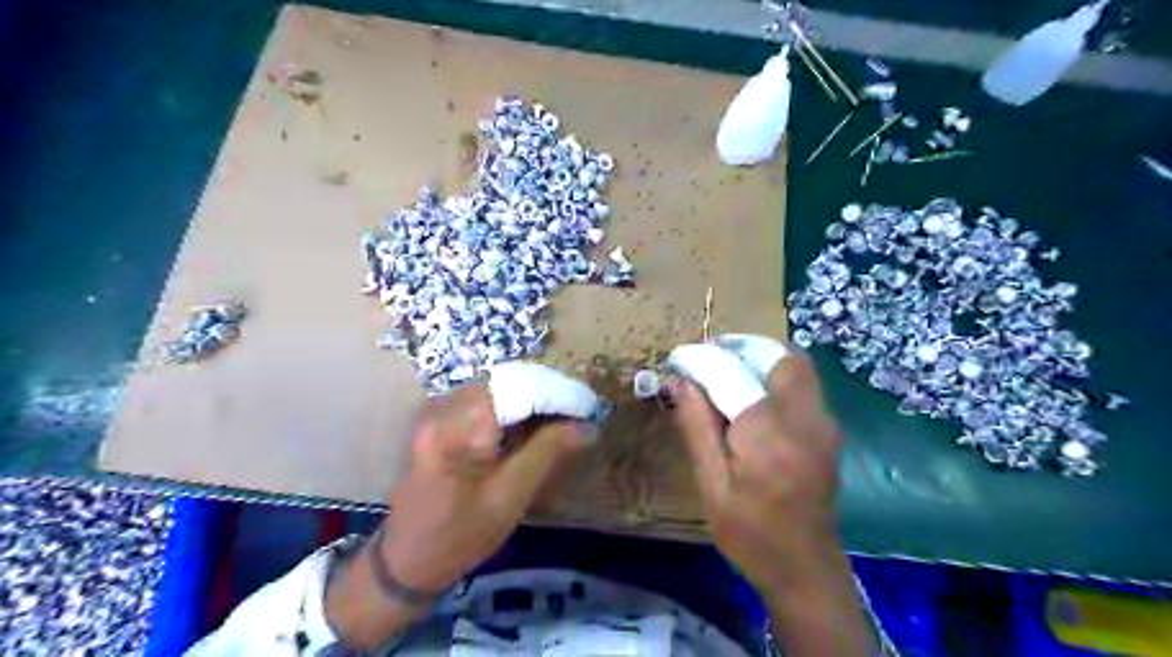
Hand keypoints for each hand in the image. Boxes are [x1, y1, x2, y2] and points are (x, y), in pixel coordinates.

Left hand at [328, 363, 604, 651]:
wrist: (407, 562)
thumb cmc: (460, 536)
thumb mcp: (510, 497)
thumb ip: (547, 452)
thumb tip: (586, 425)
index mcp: (458, 428)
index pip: (517, 388)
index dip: (556, 392)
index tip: (587, 407)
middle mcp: (443, 409)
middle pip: (505, 381)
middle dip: (545, 392)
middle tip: (576, 412)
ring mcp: (437, 413)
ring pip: (495, 387)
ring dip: (530, 397)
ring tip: (560, 417)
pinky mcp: (439, 422)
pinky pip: (482, 400)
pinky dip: (511, 406)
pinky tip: (530, 425)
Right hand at [663, 337, 837, 588]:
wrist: (805, 571)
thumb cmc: (750, 534)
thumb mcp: (712, 484)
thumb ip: (697, 427)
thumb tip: (680, 382)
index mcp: (769, 432)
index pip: (734, 372)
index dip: (704, 359)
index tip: (680, 360)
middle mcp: (806, 418)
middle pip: (783, 357)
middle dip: (745, 349)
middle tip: (711, 360)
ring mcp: (824, 425)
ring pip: (799, 369)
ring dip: (762, 361)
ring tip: (726, 376)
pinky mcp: (829, 434)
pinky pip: (804, 388)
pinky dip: (776, 380)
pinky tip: (751, 402)